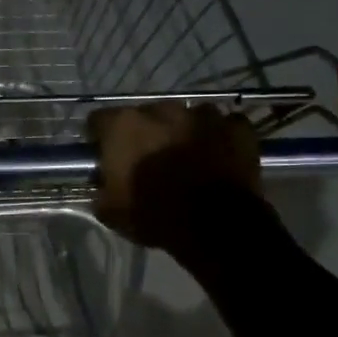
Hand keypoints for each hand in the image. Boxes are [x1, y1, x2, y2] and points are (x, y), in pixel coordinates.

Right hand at [88, 103, 261, 253]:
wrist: (217, 226)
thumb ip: (101, 189)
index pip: (100, 120)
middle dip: (146, 133)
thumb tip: (102, 183)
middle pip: (146, 115)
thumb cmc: (156, 215)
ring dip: (184, 132)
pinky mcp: (237, 128)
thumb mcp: (111, 212)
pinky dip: (221, 138)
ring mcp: (203, 114)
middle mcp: (162, 110)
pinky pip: (225, 126)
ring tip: (189, 158)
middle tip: (150, 160)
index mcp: (125, 126)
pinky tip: (220, 157)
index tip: (105, 155)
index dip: (101, 138)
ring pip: (187, 117)